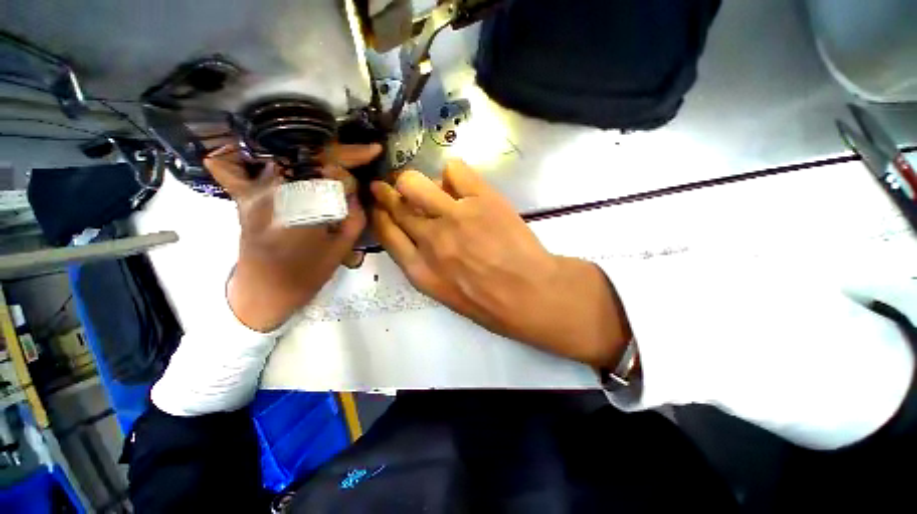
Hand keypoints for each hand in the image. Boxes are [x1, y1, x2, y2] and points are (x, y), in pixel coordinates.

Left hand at [206, 143, 381, 331]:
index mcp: (304, 209)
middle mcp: (275, 192)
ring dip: (312, 152)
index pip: (332, 171)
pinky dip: (242, 152)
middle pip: (308, 155)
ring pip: (283, 154)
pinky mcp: (242, 196)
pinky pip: (232, 165)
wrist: (264, 292)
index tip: (373, 151)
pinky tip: (262, 149)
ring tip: (334, 155)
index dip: (354, 158)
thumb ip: (354, 215)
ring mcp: (253, 191)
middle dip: (338, 151)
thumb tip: (354, 190)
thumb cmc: (306, 275)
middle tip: (360, 152)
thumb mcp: (342, 249)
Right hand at [370, 160, 631, 367]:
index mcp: (420, 270)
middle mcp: (430, 239)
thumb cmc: (490, 303)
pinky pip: (454, 170)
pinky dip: (452, 174)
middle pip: (396, 204)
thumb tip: (419, 233)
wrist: (531, 294)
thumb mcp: (446, 294)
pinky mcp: (481, 199)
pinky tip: (461, 186)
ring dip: (414, 182)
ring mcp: (455, 216)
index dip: (380, 213)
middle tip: (392, 186)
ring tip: (429, 188)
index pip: (386, 232)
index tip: (380, 205)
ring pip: (414, 182)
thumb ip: (425, 265)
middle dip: (388, 191)